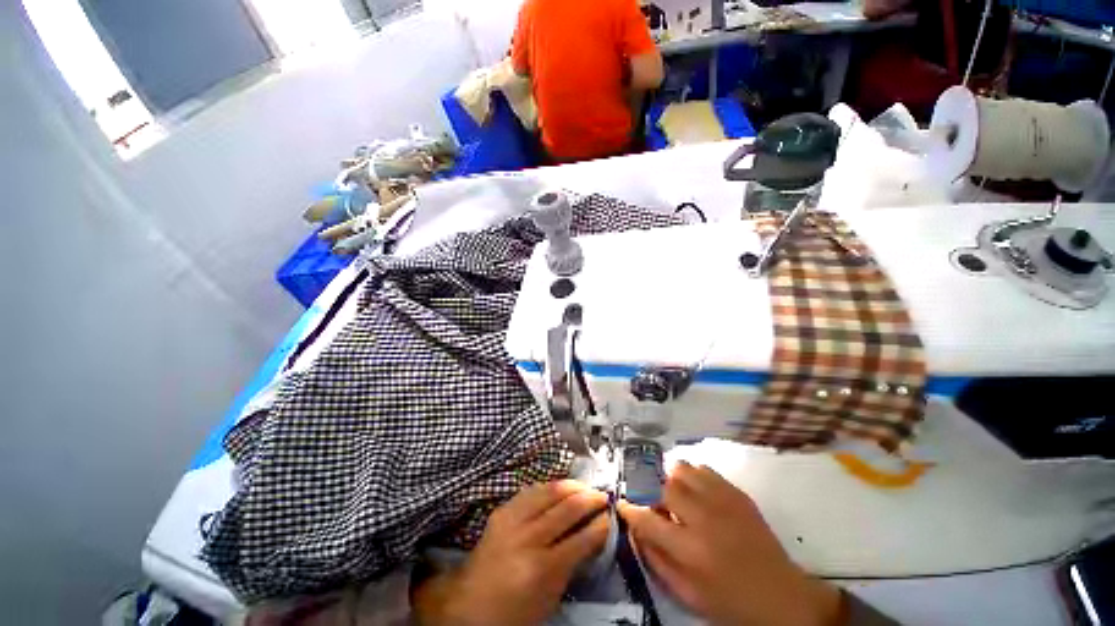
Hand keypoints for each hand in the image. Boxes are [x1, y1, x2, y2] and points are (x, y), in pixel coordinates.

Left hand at [414, 480, 609, 625]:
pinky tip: (558, 488)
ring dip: (572, 486)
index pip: (582, 538)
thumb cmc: (515, 612)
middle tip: (602, 496)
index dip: (600, 524)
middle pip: (568, 508)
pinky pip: (531, 490)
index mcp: (543, 569)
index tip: (610, 516)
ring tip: (584, 487)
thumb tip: (593, 534)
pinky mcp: (502, 510)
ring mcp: (512, 520)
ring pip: (550, 491)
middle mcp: (528, 539)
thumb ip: (573, 563)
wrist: (469, 606)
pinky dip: (549, 487)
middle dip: (590, 498)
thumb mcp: (551, 597)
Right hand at [618, 462, 842, 625]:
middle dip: (654, 495)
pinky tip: (698, 493)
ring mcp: (723, 501)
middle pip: (664, 487)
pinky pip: (705, 470)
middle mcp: (703, 518)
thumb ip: (656, 561)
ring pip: (683, 470)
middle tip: (659, 508)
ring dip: (673, 481)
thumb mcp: (687, 594)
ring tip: (678, 497)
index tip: (623, 504)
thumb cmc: (730, 602)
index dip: (630, 509)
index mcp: (690, 550)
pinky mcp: (737, 493)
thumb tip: (636, 531)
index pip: (647, 519)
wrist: (783, 598)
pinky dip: (694, 477)